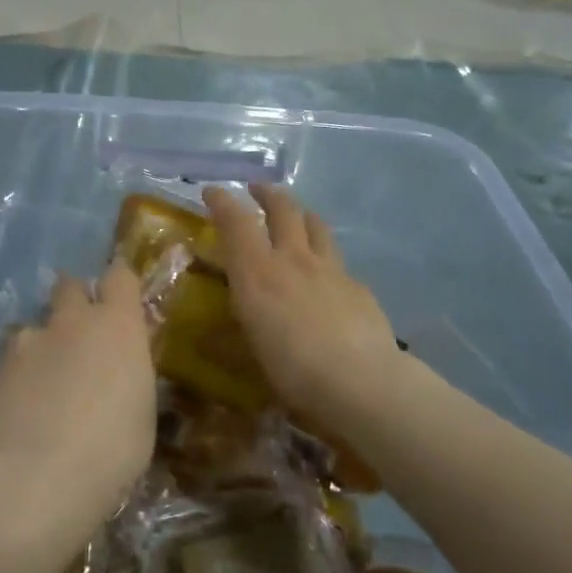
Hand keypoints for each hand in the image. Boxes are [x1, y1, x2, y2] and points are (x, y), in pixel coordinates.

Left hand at [0, 261, 156, 549]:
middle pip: (69, 286)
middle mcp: (69, 322)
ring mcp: (25, 342)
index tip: (118, 296)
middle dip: (72, 300)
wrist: (36, 477)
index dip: (118, 283)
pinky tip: (15, 411)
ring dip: (38, 347)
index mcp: (116, 327)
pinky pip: (6, 364)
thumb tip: (117, 370)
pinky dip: (13, 380)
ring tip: (39, 387)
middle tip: (77, 334)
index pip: (119, 277)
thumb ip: (126, 376)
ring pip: (32, 329)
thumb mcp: (141, 414)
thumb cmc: (111, 452)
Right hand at [204, 183, 409, 428]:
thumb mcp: (250, 353)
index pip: (235, 222)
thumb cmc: (293, 371)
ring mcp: (330, 269)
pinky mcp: (357, 286)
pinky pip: (337, 261)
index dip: (221, 202)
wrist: (362, 383)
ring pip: (315, 224)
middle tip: (256, 189)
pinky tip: (325, 275)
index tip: (211, 192)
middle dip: (267, 193)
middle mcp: (292, 260)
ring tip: (295, 215)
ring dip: (300, 213)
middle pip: (282, 209)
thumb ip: (232, 338)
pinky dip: (324, 257)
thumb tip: (209, 340)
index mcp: (256, 273)